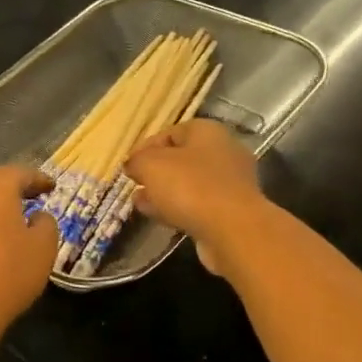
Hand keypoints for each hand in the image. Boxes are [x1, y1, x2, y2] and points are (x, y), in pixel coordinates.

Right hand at [125, 119, 267, 273]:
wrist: (233, 230)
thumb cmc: (190, 186)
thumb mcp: (151, 165)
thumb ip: (137, 161)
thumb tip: (133, 164)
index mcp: (207, 131)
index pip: (170, 132)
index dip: (145, 147)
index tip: (128, 165)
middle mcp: (224, 151)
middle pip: (182, 158)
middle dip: (155, 171)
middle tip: (135, 184)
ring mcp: (231, 183)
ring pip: (189, 183)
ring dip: (164, 192)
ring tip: (140, 203)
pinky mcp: (232, 210)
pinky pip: (199, 204)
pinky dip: (178, 208)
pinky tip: (158, 217)